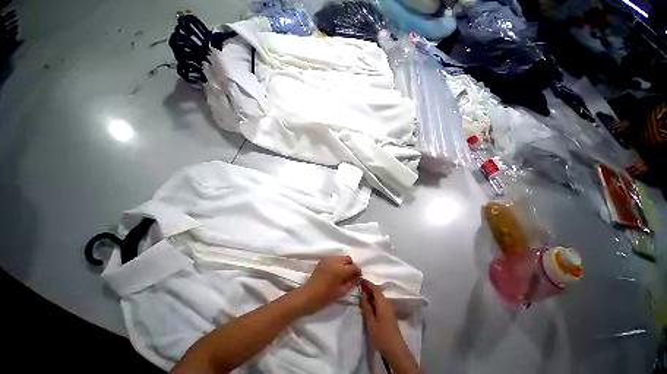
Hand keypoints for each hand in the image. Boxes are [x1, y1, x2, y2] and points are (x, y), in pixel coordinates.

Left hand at [298, 256, 360, 313]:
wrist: (308, 296)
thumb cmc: (325, 297)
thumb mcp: (341, 292)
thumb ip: (351, 283)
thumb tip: (358, 277)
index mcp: (340, 269)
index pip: (354, 267)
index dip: (358, 272)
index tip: (358, 278)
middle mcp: (335, 261)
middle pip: (348, 259)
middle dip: (351, 266)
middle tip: (350, 276)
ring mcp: (328, 260)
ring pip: (341, 257)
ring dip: (344, 263)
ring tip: (342, 274)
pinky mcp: (322, 261)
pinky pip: (334, 258)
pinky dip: (337, 263)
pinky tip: (335, 272)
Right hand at [359, 280, 410, 359]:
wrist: (396, 350)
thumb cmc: (382, 336)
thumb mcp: (371, 322)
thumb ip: (366, 307)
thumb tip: (362, 295)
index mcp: (383, 302)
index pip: (375, 288)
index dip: (367, 283)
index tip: (359, 279)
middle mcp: (387, 302)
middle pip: (377, 291)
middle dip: (368, 288)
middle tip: (358, 286)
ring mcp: (389, 308)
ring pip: (379, 297)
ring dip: (371, 294)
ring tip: (361, 294)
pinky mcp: (389, 314)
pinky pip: (380, 302)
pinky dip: (374, 300)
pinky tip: (368, 304)